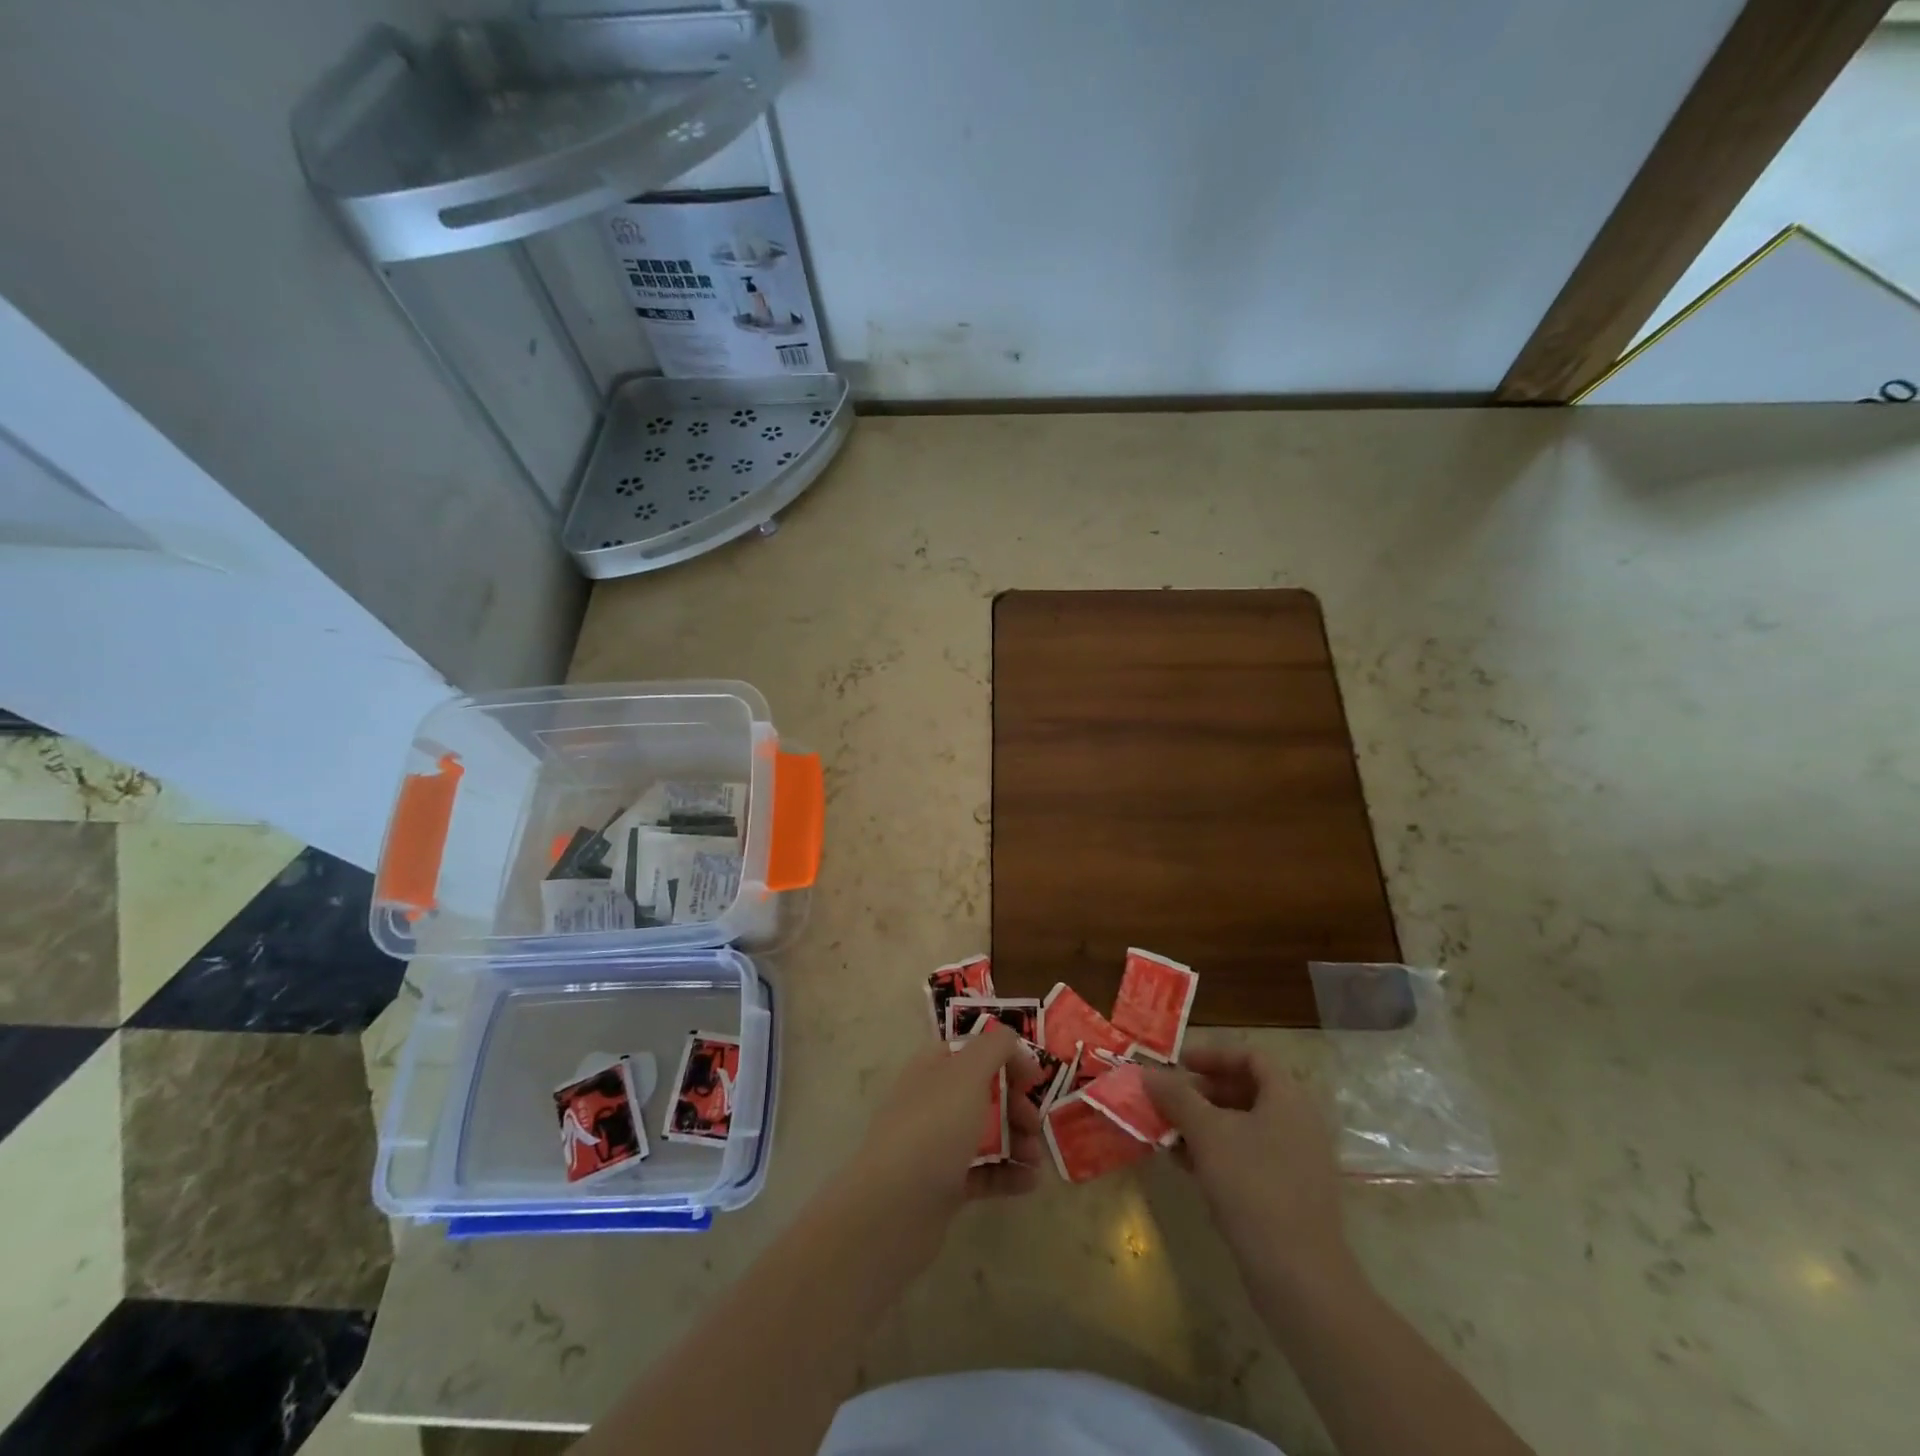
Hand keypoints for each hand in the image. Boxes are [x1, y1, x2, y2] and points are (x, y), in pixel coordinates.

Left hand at [846, 1025, 1044, 1224]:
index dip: (1006, 1058)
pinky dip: (1008, 1174)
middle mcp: (933, 1101)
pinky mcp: (943, 1186)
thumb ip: (993, 1047)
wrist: (894, 1208)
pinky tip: (1030, 1182)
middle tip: (1034, 1123)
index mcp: (933, 1068)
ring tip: (1035, 1159)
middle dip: (1016, 1105)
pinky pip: (983, 1172)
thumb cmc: (934, 1128)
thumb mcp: (968, 1073)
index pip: (974, 1051)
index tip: (1035, 1078)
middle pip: (984, 1093)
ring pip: (986, 1134)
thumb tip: (1009, 1038)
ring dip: (1018, 1141)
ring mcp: (936, 1145)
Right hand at [1142, 1048, 1356, 1293]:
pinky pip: (1251, 1157)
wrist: (1299, 1277)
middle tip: (1168, 1100)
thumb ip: (1176, 1097)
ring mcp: (1298, 1161)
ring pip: (1245, 1126)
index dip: (1213, 1054)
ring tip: (1169, 1133)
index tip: (1179, 1065)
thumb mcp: (1207, 1133)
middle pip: (1247, 1090)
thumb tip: (1148, 1073)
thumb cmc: (1253, 1186)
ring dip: (1205, 1124)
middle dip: (1202, 1092)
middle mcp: (1299, 1123)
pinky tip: (1187, 1166)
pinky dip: (1219, 1152)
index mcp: (1288, 1098)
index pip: (1251, 1056)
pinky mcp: (1290, 1195)